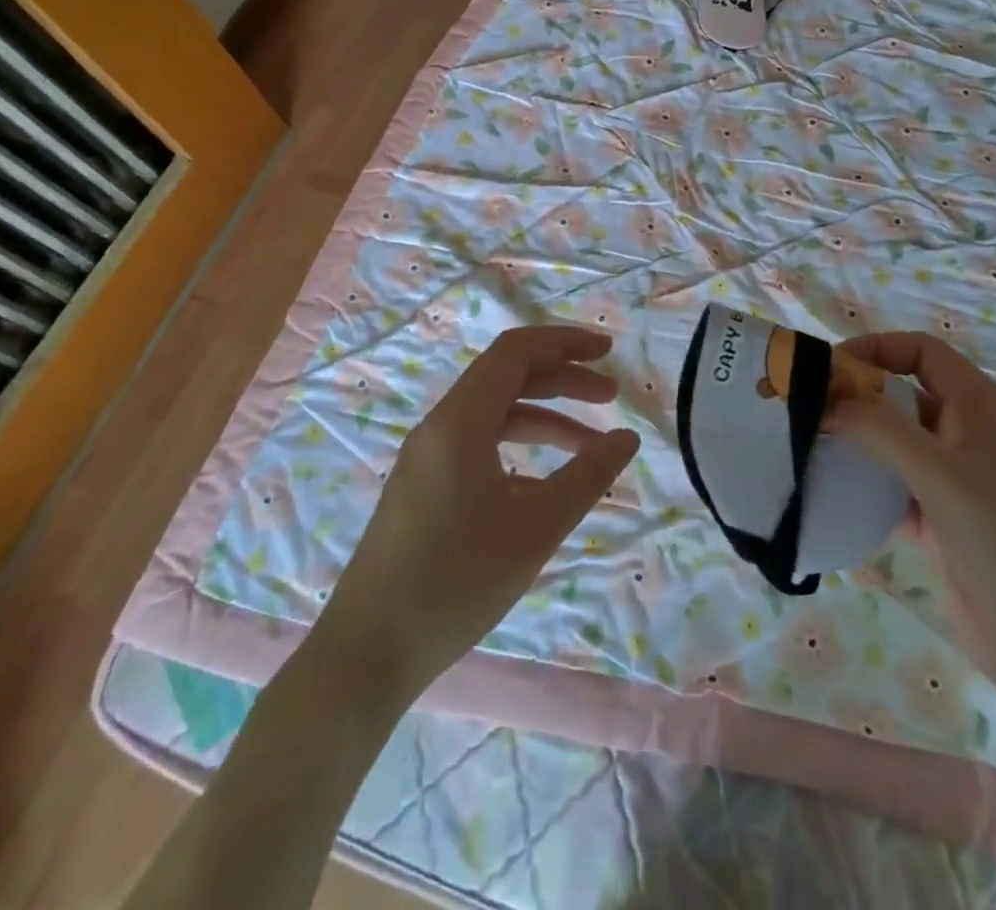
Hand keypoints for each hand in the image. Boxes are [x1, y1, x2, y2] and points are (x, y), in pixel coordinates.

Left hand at [324, 326, 639, 696]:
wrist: (367, 653)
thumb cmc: (458, 581)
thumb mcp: (536, 527)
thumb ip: (587, 475)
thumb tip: (627, 438)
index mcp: (460, 421)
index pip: (516, 351)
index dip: (564, 342)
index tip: (607, 352)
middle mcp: (440, 426)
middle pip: (507, 378)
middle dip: (562, 379)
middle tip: (611, 395)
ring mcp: (426, 457)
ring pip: (494, 415)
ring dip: (544, 418)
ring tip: (591, 446)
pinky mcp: (421, 487)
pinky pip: (477, 446)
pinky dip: (517, 449)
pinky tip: (543, 484)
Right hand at [830, 332, 995, 723]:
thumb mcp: (942, 475)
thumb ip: (880, 428)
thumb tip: (824, 396)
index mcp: (982, 407)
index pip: (923, 353)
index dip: (876, 349)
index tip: (827, 369)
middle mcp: (970, 435)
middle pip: (904, 395)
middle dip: (856, 397)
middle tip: (805, 410)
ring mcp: (957, 481)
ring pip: (896, 444)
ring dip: (856, 443)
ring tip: (808, 448)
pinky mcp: (943, 522)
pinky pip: (894, 488)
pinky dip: (865, 487)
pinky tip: (830, 495)